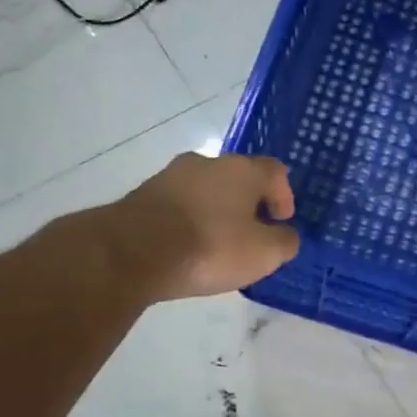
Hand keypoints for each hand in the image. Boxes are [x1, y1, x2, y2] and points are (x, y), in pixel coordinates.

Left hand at [96, 152, 299, 302]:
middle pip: (239, 179)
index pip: (276, 172)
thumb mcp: (263, 254)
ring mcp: (170, 176)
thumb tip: (285, 235)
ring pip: (206, 191)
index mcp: (242, 170)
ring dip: (217, 212)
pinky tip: (187, 249)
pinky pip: (179, 206)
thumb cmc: (210, 247)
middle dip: (249, 205)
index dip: (284, 196)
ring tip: (217, 246)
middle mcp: (207, 162)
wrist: (131, 252)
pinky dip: (189, 222)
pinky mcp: (143, 195)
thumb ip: (285, 242)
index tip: (281, 223)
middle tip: (251, 235)